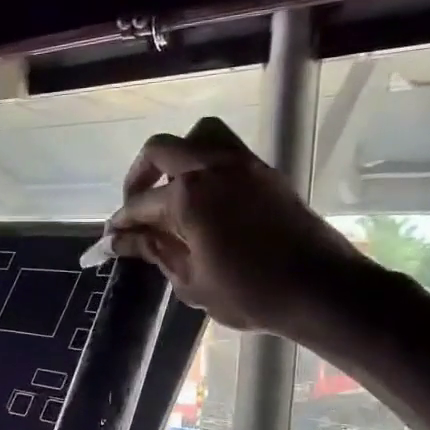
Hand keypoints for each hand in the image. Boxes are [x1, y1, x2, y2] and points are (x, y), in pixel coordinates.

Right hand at [104, 116, 379, 341]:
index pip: (140, 205)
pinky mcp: (265, 172)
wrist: (320, 290)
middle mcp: (212, 168)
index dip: (120, 224)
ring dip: (177, 156)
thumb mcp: (191, 281)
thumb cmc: (250, 294)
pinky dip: (206, 162)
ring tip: (171, 189)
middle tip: (135, 207)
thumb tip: (121, 241)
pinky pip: (227, 149)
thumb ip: (155, 251)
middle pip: (161, 150)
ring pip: (199, 135)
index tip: (109, 239)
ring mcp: (243, 164)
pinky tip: (203, 197)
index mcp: (188, 197)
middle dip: (139, 176)